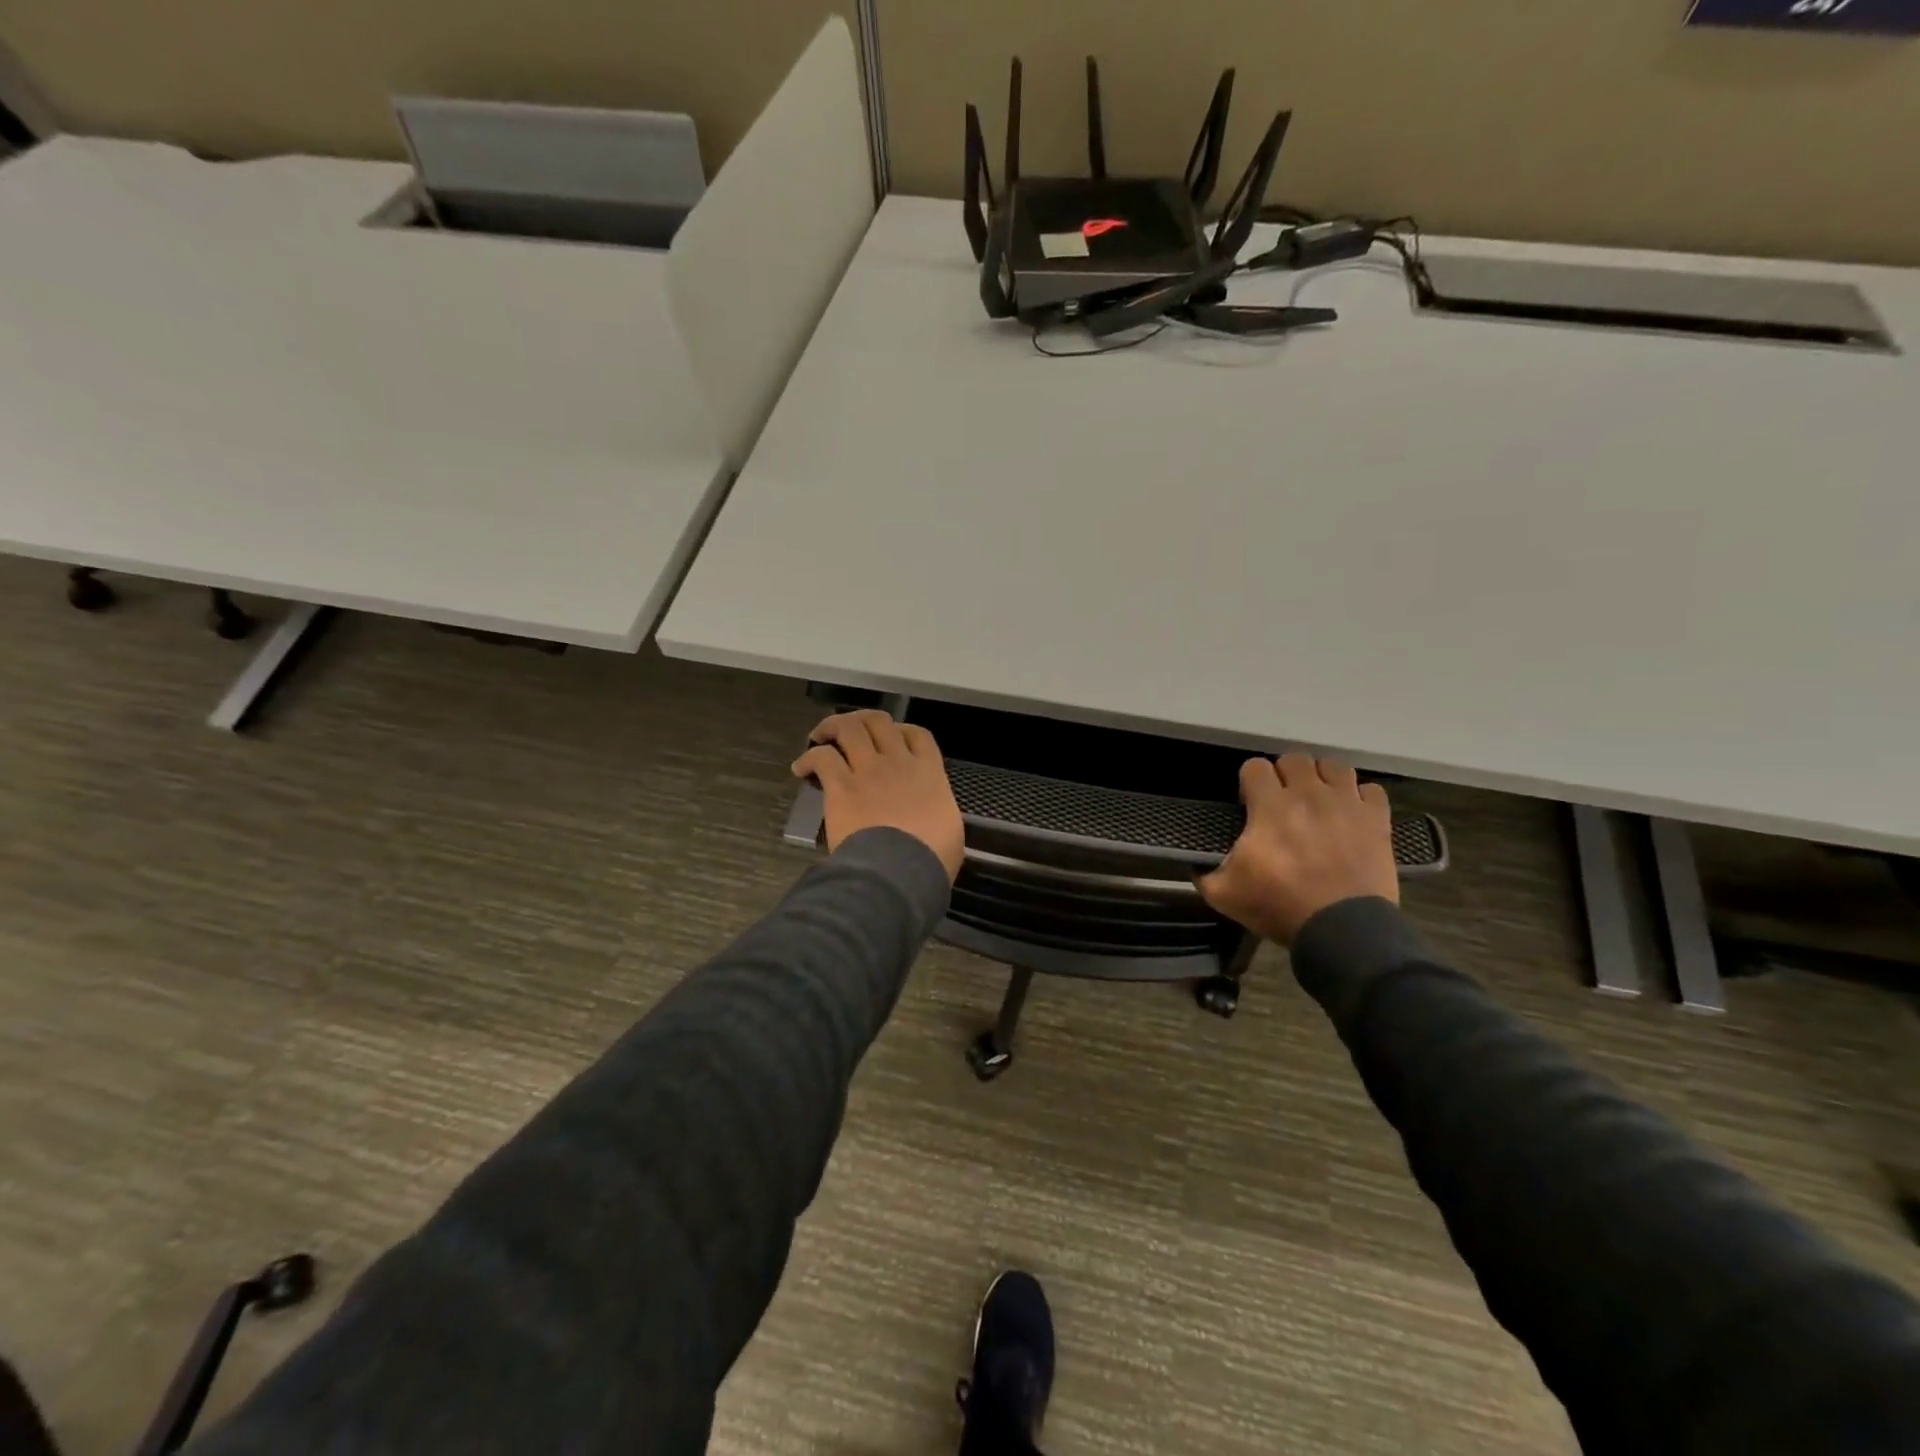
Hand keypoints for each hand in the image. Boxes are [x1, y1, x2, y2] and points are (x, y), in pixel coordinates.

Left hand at [792, 710, 965, 880]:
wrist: (899, 870)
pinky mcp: (841, 786)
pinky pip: (822, 757)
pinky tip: (801, 769)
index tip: (892, 739)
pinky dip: (808, 759)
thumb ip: (938, 811)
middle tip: (849, 732)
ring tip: (819, 736)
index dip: (902, 730)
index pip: (917, 734)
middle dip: (861, 721)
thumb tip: (932, 816)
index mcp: (929, 772)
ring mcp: (868, 771)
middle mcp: (898, 762)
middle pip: (878, 722)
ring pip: (848, 728)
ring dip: (831, 727)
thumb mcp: (949, 830)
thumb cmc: (931, 858)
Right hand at [1197, 753, 1396, 944]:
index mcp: (1270, 806)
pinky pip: (1372, 790)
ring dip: (1323, 778)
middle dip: (1285, 775)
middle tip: (1282, 800)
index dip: (1249, 782)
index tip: (1250, 804)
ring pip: (1334, 766)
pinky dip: (1360, 797)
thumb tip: (1194, 862)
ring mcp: (1347, 804)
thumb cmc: (1280, 906)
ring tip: (1318, 800)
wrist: (1342, 929)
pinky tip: (1351, 813)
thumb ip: (1204, 872)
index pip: (1255, 766)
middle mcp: (1308, 794)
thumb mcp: (1225, 894)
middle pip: (1295, 758)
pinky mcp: (1377, 820)